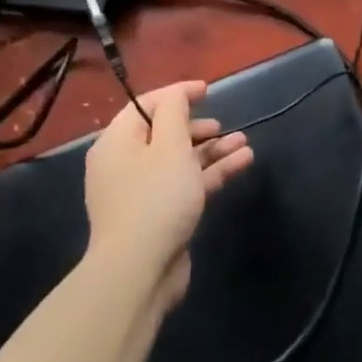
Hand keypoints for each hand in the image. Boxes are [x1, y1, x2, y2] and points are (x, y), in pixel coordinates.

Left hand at [84, 80, 252, 313]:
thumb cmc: (155, 199)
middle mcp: (126, 164)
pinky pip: (188, 183)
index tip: (208, 90)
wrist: (140, 271)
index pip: (146, 105)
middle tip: (221, 126)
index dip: (178, 94)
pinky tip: (242, 162)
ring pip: (181, 160)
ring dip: (212, 149)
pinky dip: (212, 171)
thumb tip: (177, 95)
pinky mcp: (161, 215)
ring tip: (243, 142)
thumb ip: (175, 113)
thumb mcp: (169, 146)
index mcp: (118, 143)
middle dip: (197, 126)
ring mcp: (143, 192)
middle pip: (164, 133)